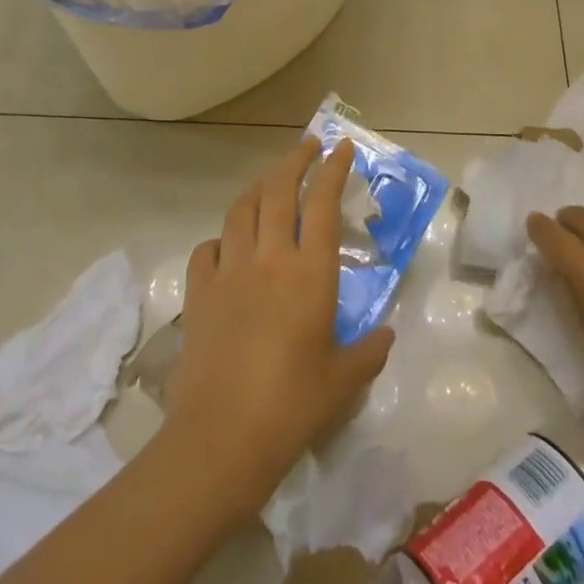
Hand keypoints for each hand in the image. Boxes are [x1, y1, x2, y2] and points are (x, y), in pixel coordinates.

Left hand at [159, 137, 394, 522]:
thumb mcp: (342, 381)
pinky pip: (208, 248)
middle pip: (279, 191)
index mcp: (310, 273)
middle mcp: (269, 258)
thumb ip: (368, 352)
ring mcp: (229, 271)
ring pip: (241, 210)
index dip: (333, 170)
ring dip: (259, 188)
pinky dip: (222, 237)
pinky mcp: (198, 293)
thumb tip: (385, 335)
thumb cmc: (292, 407)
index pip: (323, 204)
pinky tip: (228, 245)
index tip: (342, 146)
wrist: (221, 437)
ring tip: (271, 183)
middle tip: (308, 145)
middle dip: (295, 160)